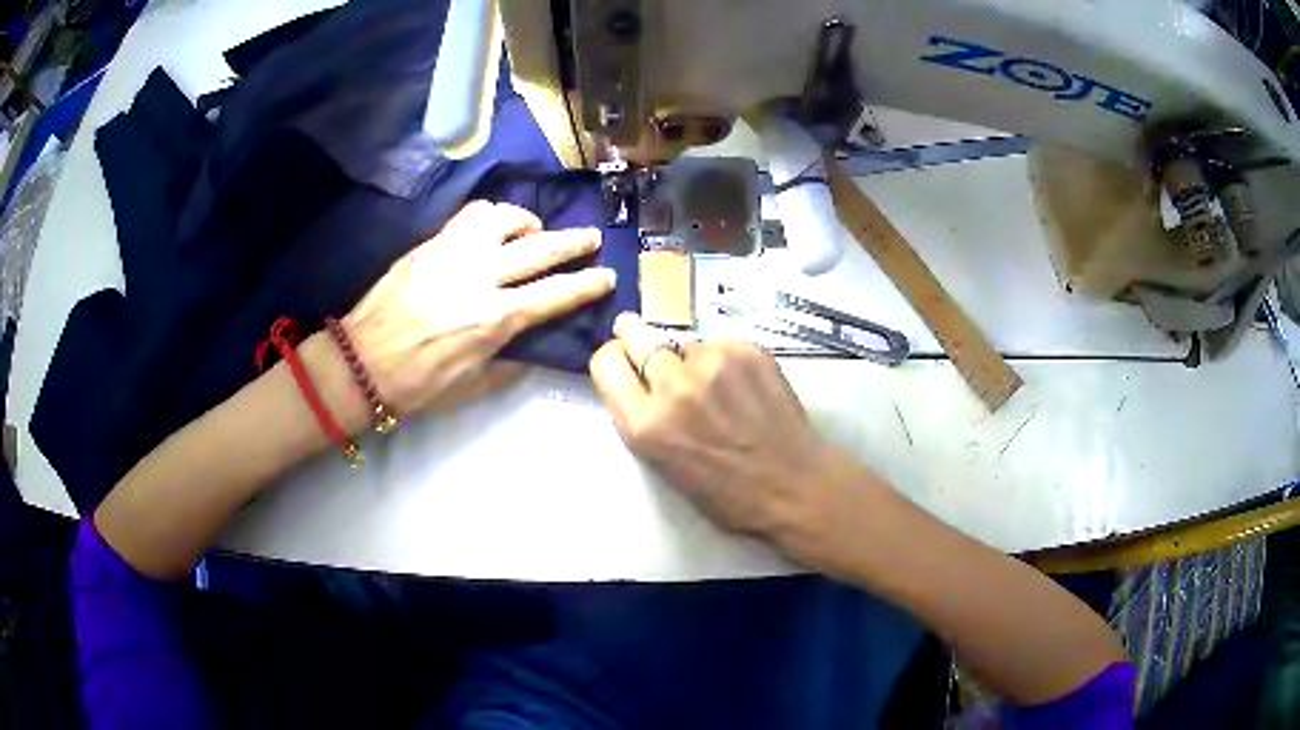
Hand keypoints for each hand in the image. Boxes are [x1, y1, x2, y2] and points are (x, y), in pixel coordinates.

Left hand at [344, 201, 614, 415]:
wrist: (361, 362)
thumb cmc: (418, 384)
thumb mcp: (472, 386)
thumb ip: (510, 363)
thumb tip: (532, 343)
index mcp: (493, 319)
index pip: (555, 295)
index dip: (587, 285)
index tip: (608, 276)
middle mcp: (480, 277)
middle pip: (540, 248)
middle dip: (574, 243)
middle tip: (592, 238)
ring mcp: (453, 253)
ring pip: (504, 218)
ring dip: (528, 222)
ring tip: (533, 231)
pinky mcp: (431, 243)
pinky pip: (470, 217)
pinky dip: (492, 217)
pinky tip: (493, 227)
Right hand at [589, 313, 872, 557]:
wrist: (796, 486)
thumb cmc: (729, 495)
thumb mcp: (665, 466)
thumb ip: (646, 419)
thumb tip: (641, 382)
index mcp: (645, 425)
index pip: (605, 363)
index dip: (613, 361)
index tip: (623, 362)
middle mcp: (673, 386)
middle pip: (636, 335)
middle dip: (635, 336)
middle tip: (645, 340)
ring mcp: (713, 362)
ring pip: (685, 343)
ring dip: (691, 358)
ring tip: (718, 386)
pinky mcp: (747, 350)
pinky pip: (720, 344)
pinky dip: (725, 359)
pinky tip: (745, 386)